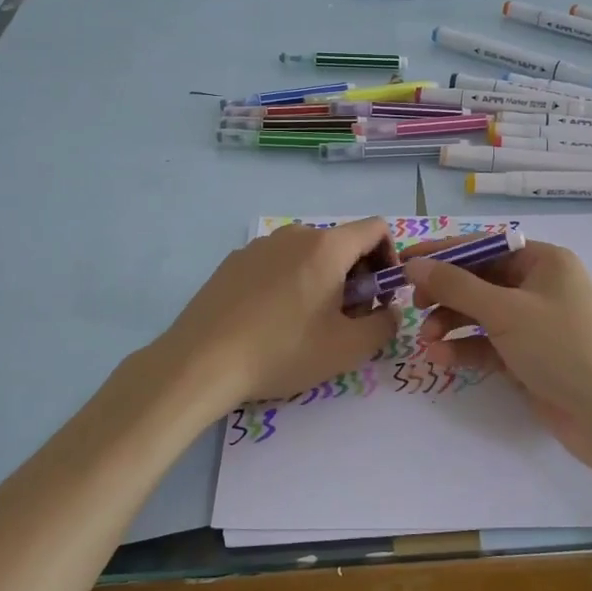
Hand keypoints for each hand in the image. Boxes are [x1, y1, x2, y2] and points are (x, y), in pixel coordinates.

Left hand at [156, 220, 400, 409]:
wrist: (201, 362)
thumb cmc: (282, 351)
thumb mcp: (347, 349)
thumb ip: (384, 326)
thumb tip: (390, 312)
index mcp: (327, 247)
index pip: (376, 228)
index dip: (390, 257)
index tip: (380, 294)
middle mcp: (294, 234)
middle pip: (342, 242)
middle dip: (356, 275)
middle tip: (347, 318)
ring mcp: (260, 245)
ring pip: (308, 253)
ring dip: (323, 279)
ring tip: (307, 323)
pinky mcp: (234, 261)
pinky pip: (277, 263)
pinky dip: (290, 282)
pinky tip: (272, 320)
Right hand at [403, 241, 591, 470]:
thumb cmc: (561, 347)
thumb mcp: (505, 311)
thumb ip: (456, 287)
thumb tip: (415, 264)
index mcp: (543, 261)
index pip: (484, 246)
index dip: (443, 253)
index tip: (405, 261)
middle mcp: (539, 286)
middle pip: (480, 280)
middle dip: (445, 294)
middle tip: (414, 306)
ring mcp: (535, 323)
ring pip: (481, 314)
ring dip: (451, 323)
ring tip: (426, 340)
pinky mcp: (529, 356)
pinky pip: (489, 344)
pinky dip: (465, 348)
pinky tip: (440, 358)